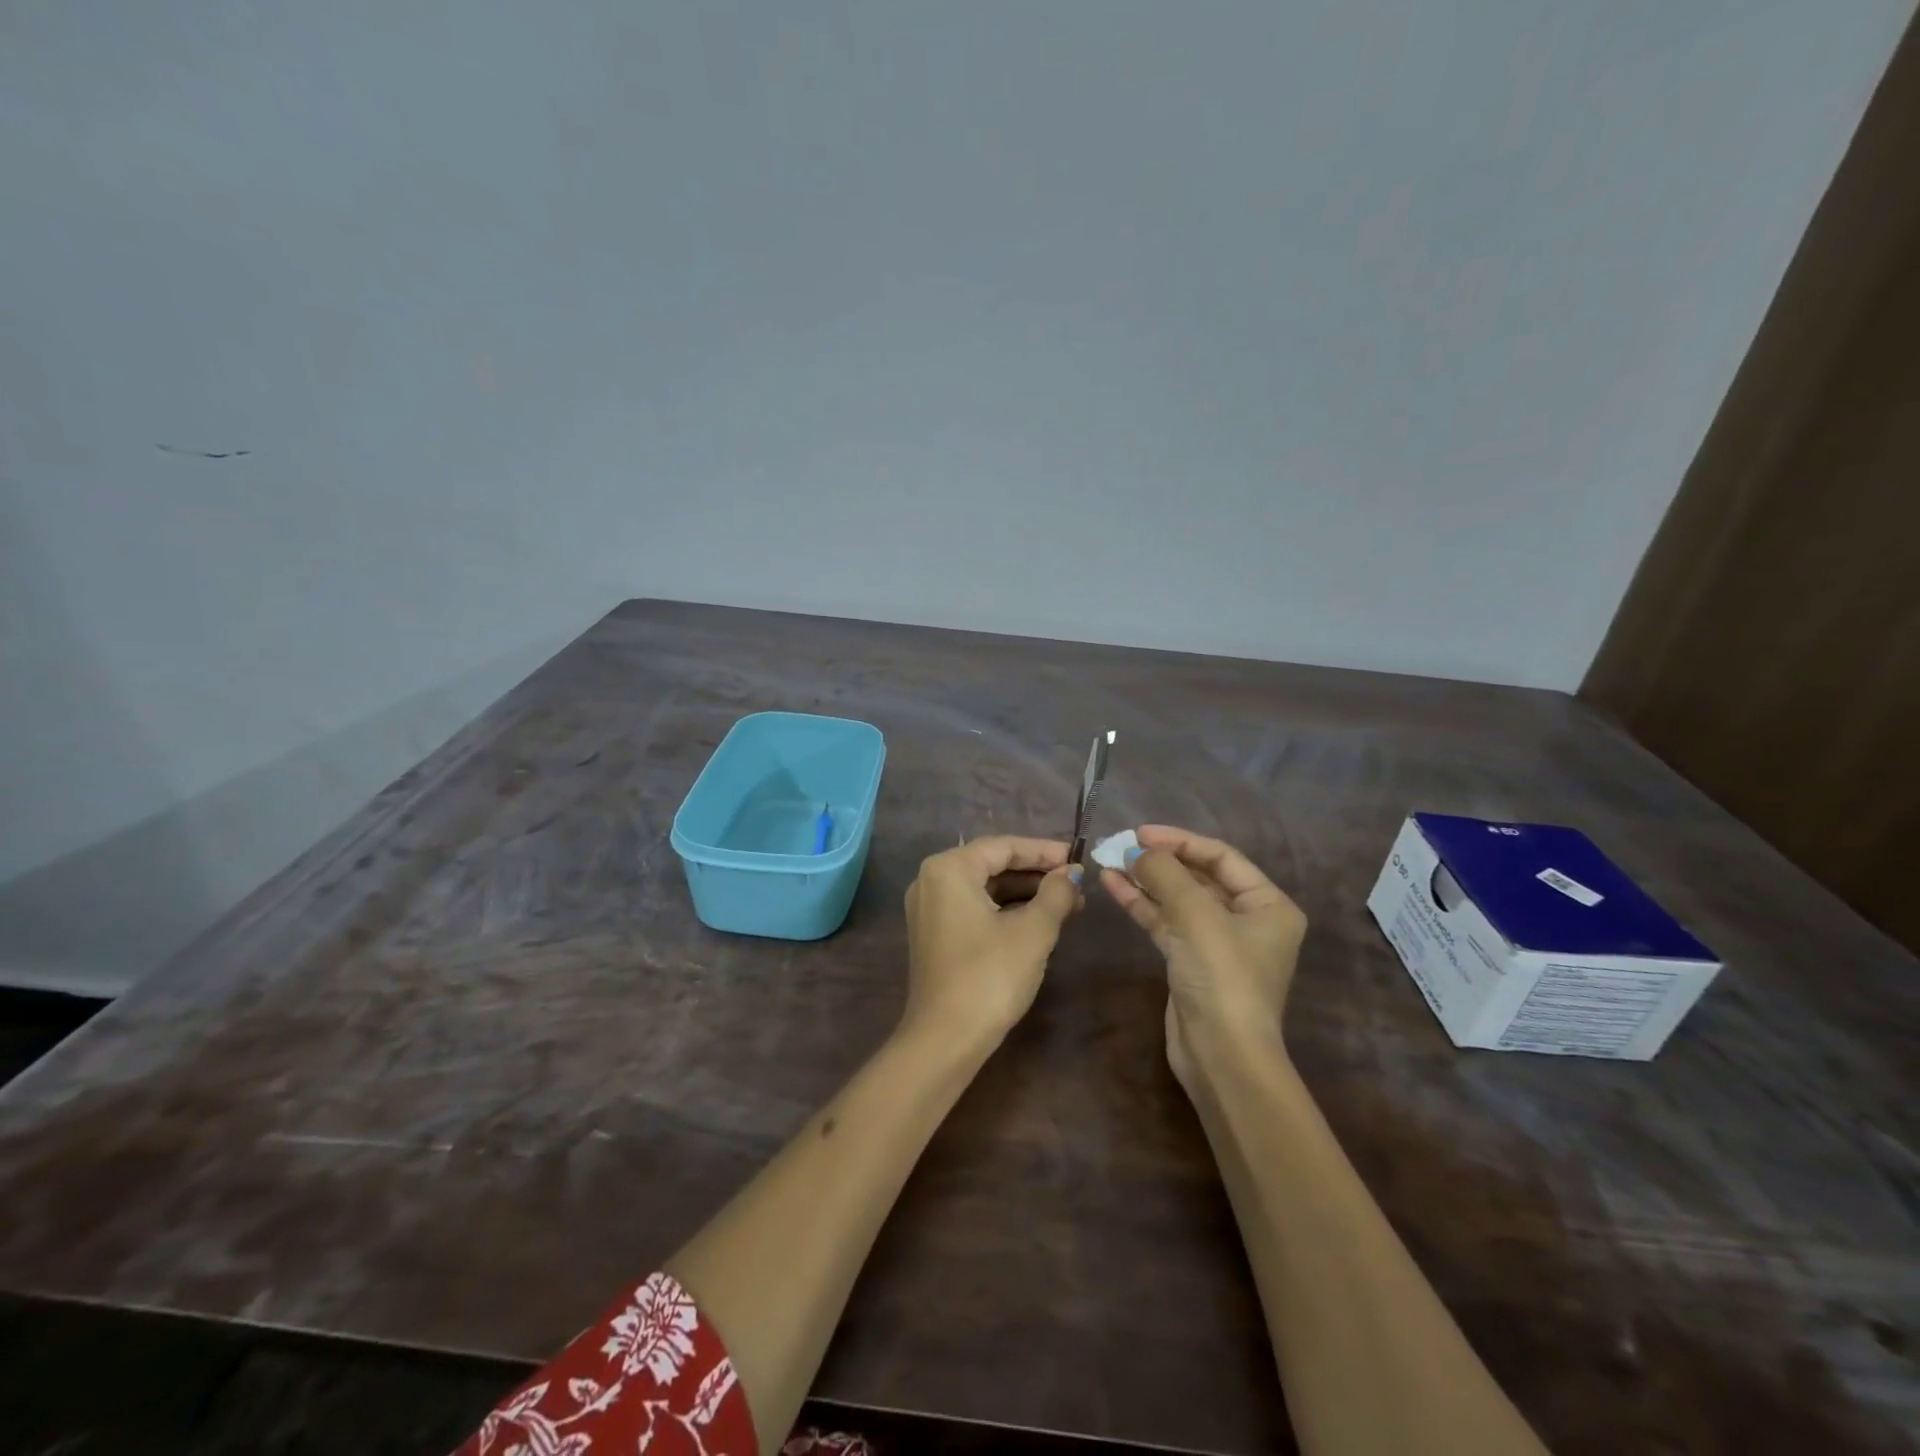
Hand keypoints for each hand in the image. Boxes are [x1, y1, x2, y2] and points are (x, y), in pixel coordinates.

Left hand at [903, 836, 1082, 1049]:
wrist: (945, 1039)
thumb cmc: (990, 976)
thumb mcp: (1033, 931)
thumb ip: (1056, 894)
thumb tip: (1072, 873)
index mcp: (949, 869)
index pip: (1003, 846)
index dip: (1044, 851)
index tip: (1078, 858)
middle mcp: (932, 880)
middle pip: (992, 864)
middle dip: (1036, 874)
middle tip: (1076, 884)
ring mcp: (929, 909)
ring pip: (984, 888)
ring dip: (1024, 894)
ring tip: (1068, 904)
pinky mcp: (934, 935)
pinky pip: (974, 908)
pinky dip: (1005, 910)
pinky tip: (1038, 921)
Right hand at [1101, 826, 1306, 1093]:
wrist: (1221, 1056)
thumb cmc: (1222, 978)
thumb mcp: (1197, 916)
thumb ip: (1166, 874)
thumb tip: (1136, 851)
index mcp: (1268, 905)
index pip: (1221, 856)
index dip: (1180, 841)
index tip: (1140, 833)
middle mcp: (1247, 920)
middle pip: (1198, 876)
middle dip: (1159, 861)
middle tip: (1121, 845)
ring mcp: (1217, 942)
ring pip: (1177, 899)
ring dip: (1144, 880)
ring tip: (1108, 861)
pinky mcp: (1190, 962)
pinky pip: (1165, 922)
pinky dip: (1141, 904)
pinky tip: (1112, 886)